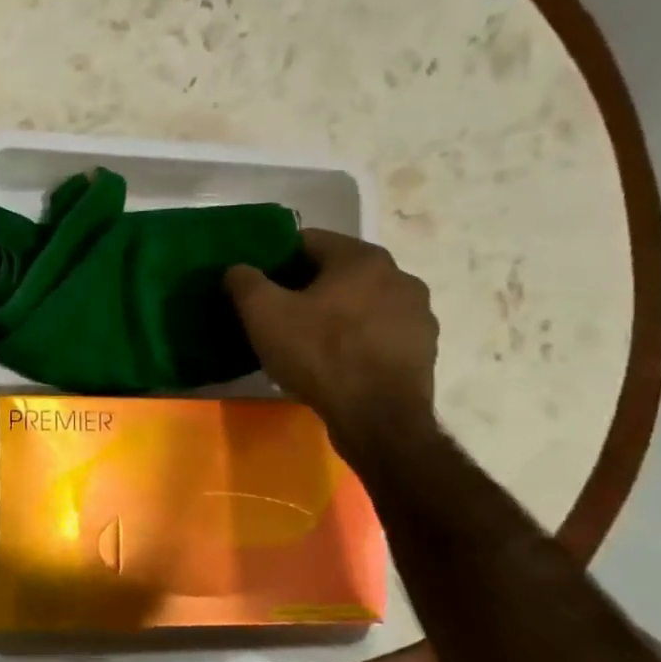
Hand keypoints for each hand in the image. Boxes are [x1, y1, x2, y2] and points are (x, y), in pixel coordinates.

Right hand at [225, 229, 437, 448]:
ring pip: (361, 303)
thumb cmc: (319, 355)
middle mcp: (400, 276)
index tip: (257, 285)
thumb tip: (237, 269)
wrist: (377, 419)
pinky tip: (336, 363)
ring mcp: (418, 314)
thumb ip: (245, 281)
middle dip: (305, 288)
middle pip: (337, 272)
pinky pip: (379, 332)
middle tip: (276, 316)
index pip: (308, 242)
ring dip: (334, 314)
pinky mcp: (423, 348)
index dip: (276, 260)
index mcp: (362, 258)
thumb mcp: (264, 315)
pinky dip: (356, 339)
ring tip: (306, 342)